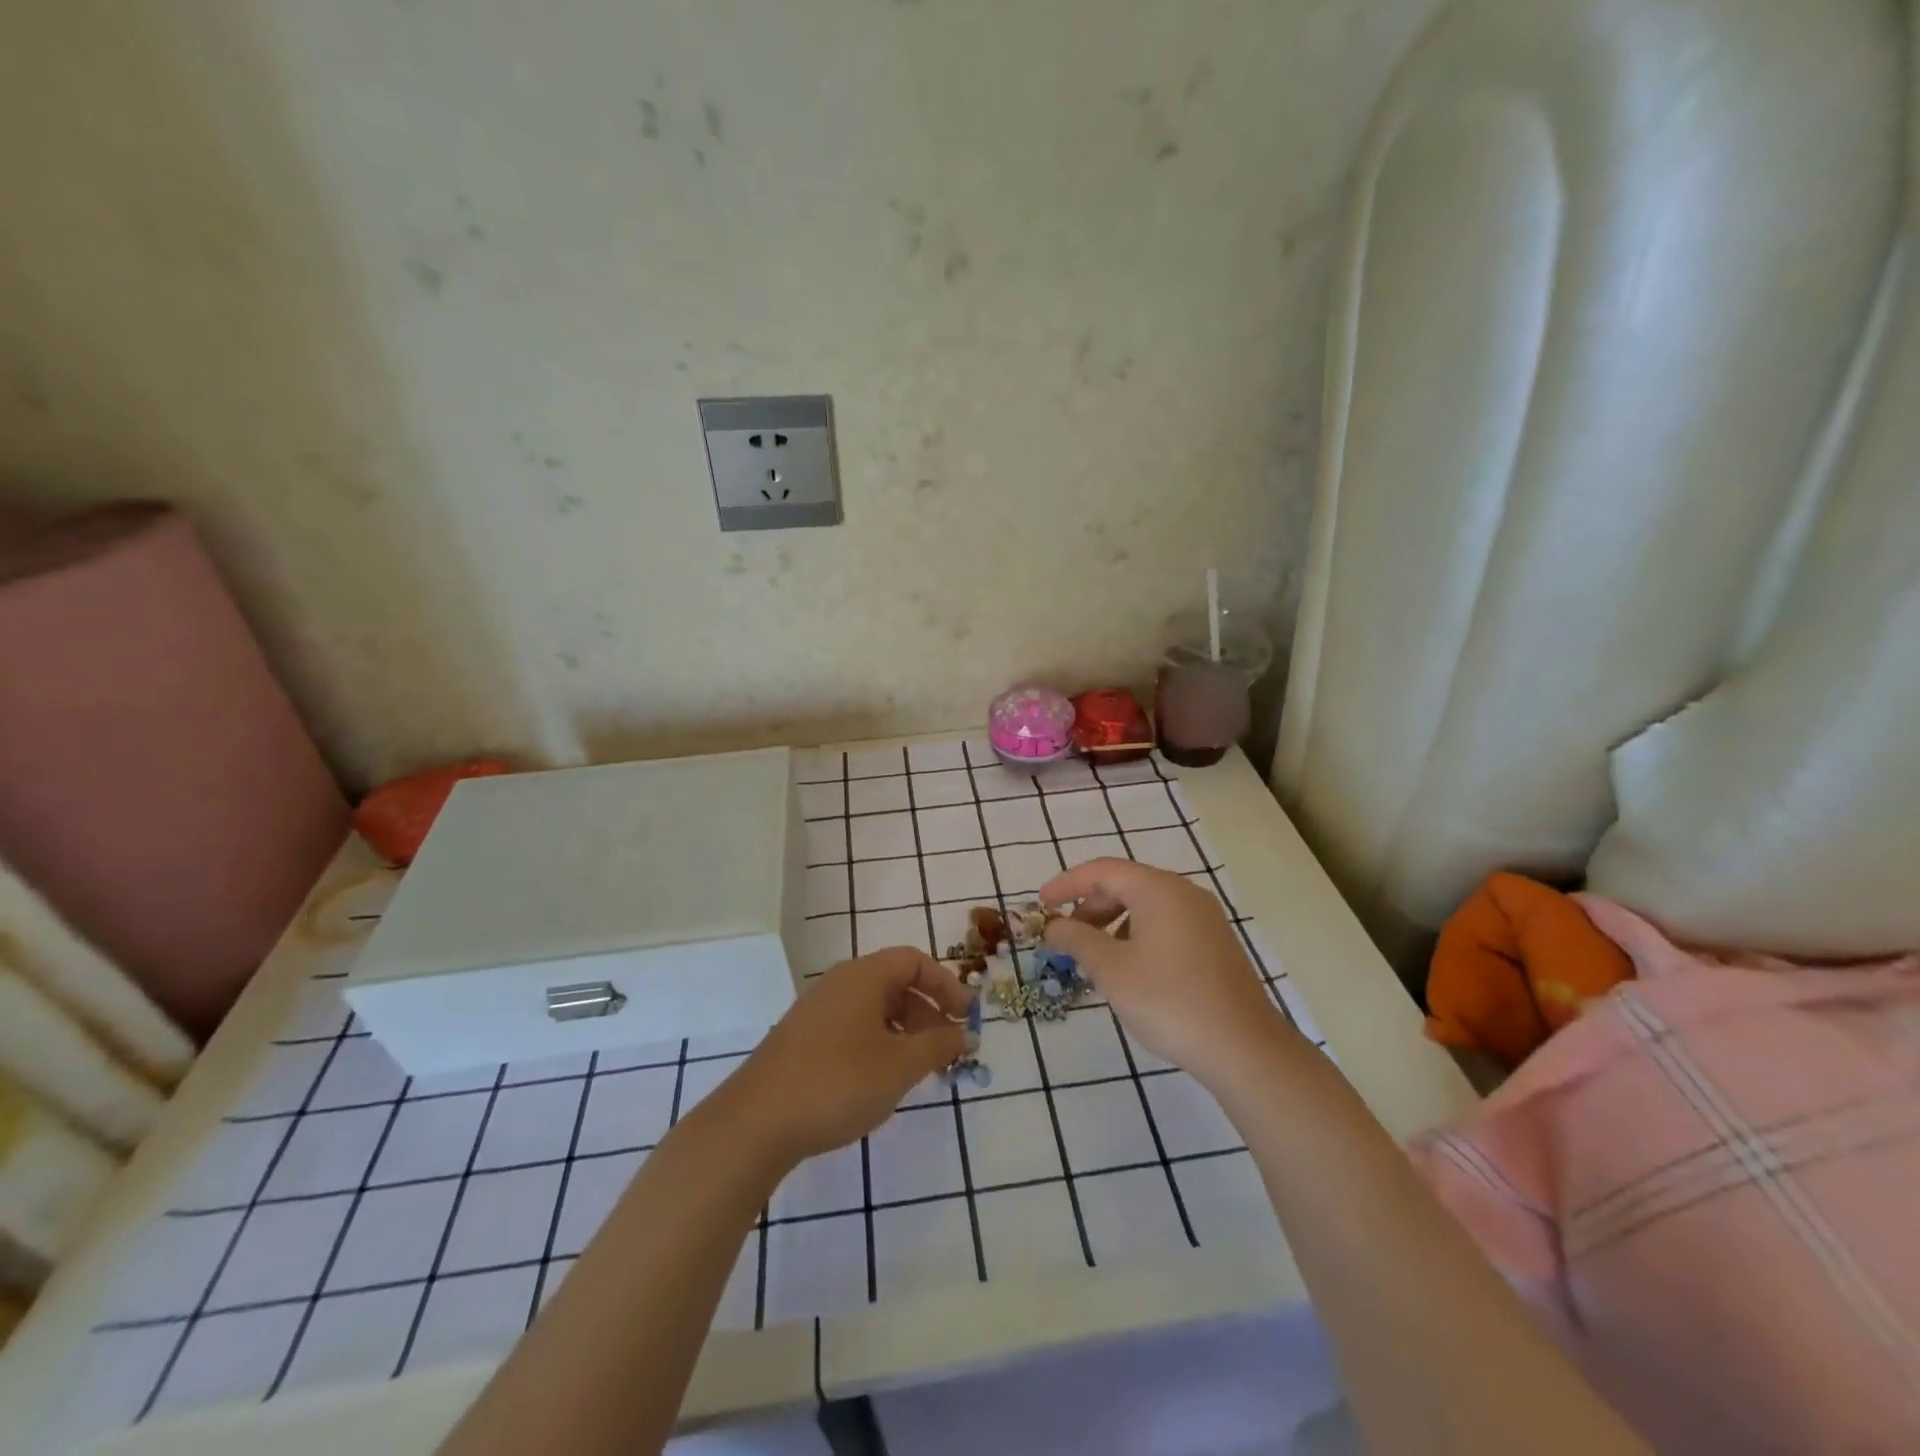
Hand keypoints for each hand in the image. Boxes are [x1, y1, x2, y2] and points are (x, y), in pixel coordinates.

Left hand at [720, 947, 970, 1163]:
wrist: (755, 1123)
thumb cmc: (837, 1083)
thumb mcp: (899, 1066)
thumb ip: (938, 1046)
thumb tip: (963, 1033)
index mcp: (863, 976)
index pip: (914, 962)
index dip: (946, 985)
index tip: (966, 1018)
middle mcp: (839, 984)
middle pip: (895, 984)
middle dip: (927, 1013)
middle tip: (946, 1051)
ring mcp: (817, 1012)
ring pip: (874, 1010)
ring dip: (904, 1033)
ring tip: (918, 1072)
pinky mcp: (803, 1040)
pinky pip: (853, 1029)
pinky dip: (878, 1045)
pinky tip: (880, 1083)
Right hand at [1039, 858, 1293, 1088]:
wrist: (1244, 1048)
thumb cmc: (1169, 1000)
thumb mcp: (1110, 969)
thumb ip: (1075, 939)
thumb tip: (1053, 925)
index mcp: (1159, 889)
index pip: (1102, 870)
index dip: (1066, 884)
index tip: (1040, 905)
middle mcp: (1184, 893)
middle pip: (1125, 885)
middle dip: (1089, 907)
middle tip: (1064, 937)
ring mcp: (1205, 919)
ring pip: (1146, 907)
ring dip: (1112, 924)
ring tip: (1093, 959)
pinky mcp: (1215, 945)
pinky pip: (1165, 926)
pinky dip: (1137, 936)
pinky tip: (1129, 971)